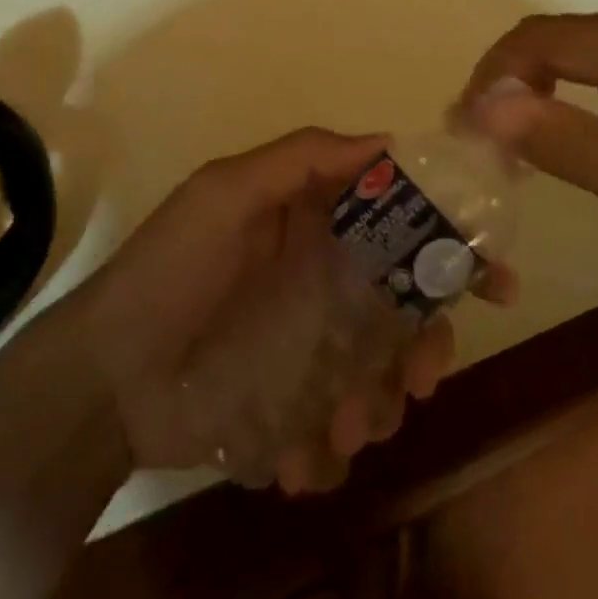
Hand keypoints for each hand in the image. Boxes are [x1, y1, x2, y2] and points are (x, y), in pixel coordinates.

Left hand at [69, 129, 509, 494]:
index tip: (493, 282)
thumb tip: (389, 139)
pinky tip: (300, 459)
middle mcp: (323, 281)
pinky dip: (332, 449)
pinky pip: (338, 430)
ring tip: (345, 429)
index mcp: (315, 225)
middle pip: (405, 307)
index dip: (450, 247)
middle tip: (420, 378)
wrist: (104, 377)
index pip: (399, 223)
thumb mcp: (226, 194)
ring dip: (380, 405)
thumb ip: (301, 159)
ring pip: (382, 374)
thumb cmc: (170, 270)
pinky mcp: (293, 409)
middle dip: (426, 344)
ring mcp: (311, 349)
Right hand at [461, 5, 597, 307]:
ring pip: (583, 45)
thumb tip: (480, 105)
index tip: (463, 127)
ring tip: (517, 137)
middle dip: (511, 82)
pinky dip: (577, 87)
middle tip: (485, 139)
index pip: (543, 39)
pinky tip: (571, 125)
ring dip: (541, 85)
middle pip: (560, 36)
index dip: (491, 75)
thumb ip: (559, 140)